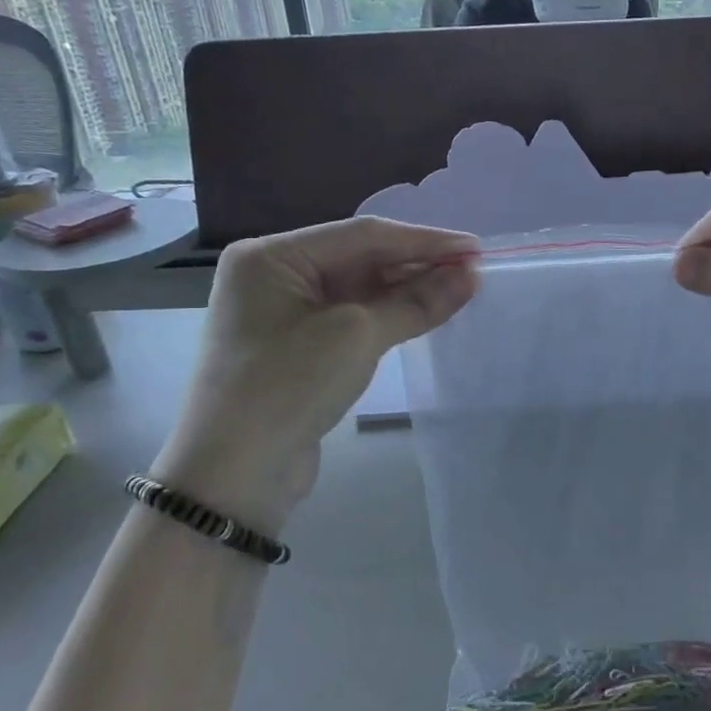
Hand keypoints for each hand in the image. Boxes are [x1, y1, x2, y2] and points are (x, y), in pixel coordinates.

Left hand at [152, 217, 479, 531]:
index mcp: (272, 257)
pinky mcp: (298, 349)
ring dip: (407, 290)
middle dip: (417, 265)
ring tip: (460, 291)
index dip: (424, 240)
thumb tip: (470, 277)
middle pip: (359, 258)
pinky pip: (351, 319)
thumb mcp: (356, 336)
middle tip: (474, 272)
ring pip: (358, 290)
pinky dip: (388, 316)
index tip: (476, 248)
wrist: (233, 476)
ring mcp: (284, 315)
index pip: (362, 235)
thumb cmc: (288, 386)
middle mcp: (274, 276)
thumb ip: (415, 302)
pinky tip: (424, 314)